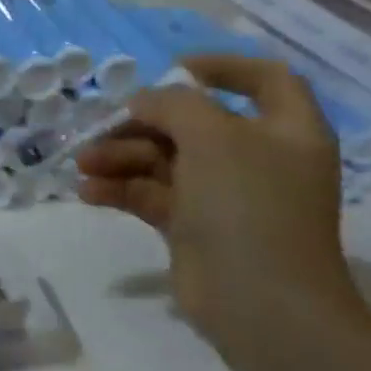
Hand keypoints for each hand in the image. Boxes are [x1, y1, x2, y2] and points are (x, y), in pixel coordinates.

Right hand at [77, 53, 370, 362]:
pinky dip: (120, 189)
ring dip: (121, 156)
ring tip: (85, 165)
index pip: (265, 79)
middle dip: (142, 122)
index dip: (223, 66)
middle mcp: (257, 158)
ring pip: (164, 158)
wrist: (261, 305)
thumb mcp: (213, 136)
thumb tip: (145, 102)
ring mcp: (225, 195)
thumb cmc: (248, 206)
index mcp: (286, 131)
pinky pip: (152, 194)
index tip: (172, 68)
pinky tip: (88, 192)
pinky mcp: (195, 226)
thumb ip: (175, 104)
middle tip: (103, 129)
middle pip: (193, 122)